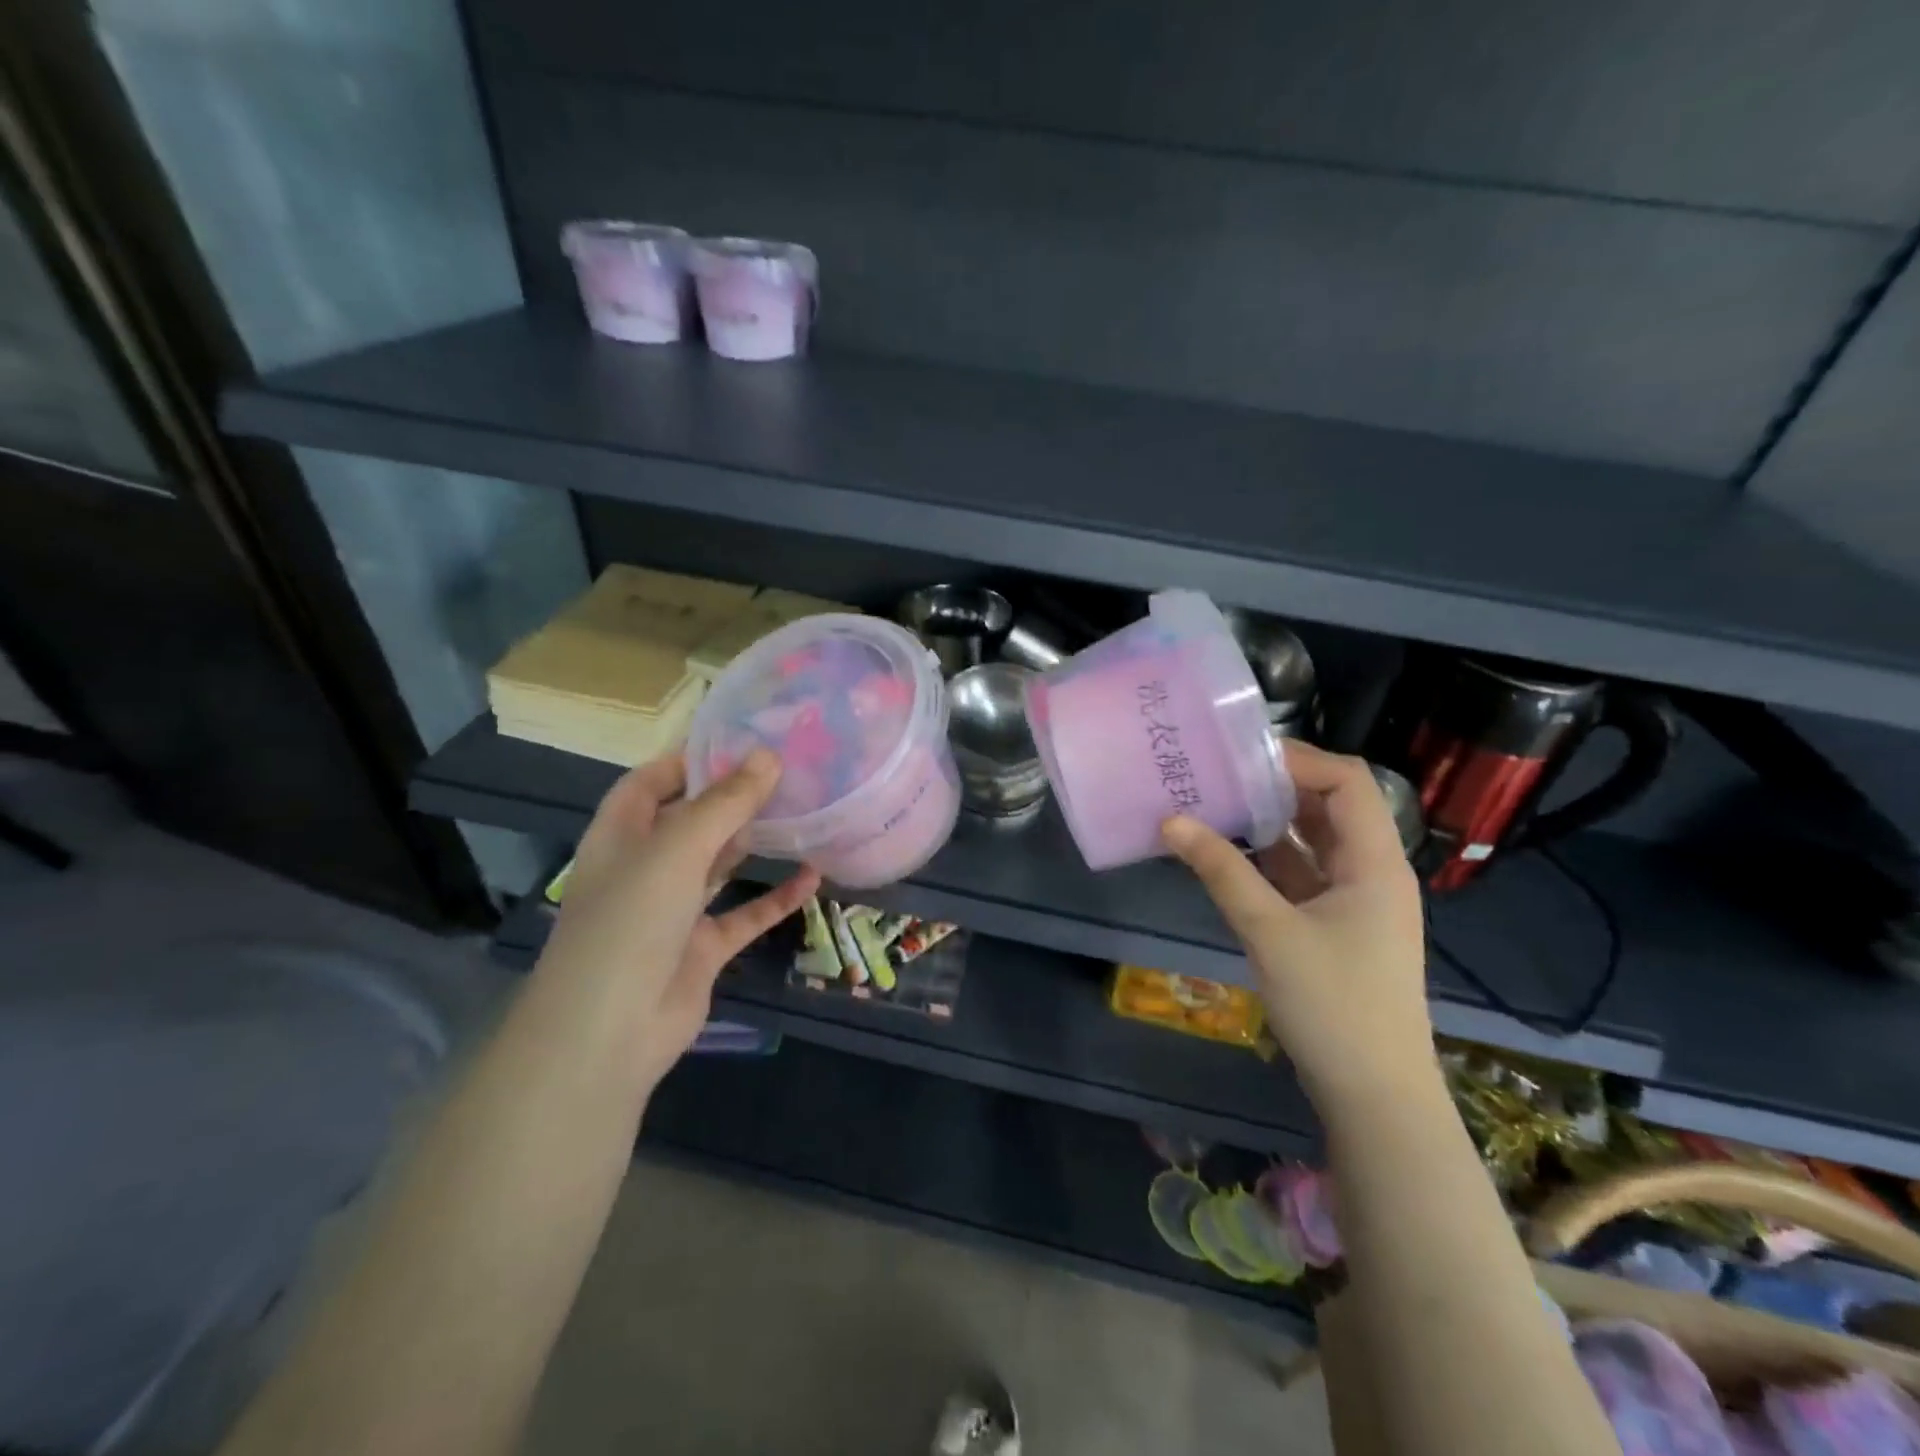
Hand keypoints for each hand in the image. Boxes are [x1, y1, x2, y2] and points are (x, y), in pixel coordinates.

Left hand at [534, 749, 820, 1090]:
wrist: (609, 1032)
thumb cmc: (631, 921)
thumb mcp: (677, 849)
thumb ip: (725, 803)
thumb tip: (768, 756)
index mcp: (621, 836)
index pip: (650, 782)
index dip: (688, 760)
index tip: (741, 742)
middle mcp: (646, 867)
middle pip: (691, 820)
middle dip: (733, 798)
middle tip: (788, 773)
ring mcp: (673, 910)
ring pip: (720, 866)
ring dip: (756, 844)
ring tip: (803, 813)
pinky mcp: (701, 948)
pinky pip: (744, 915)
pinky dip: (775, 898)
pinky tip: (812, 878)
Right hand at [1162, 741, 1431, 1119]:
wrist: (1374, 1095)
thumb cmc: (1333, 1005)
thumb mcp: (1269, 931)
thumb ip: (1221, 871)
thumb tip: (1170, 820)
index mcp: (1374, 862)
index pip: (1347, 782)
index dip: (1298, 760)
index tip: (1239, 756)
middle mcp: (1371, 871)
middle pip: (1329, 806)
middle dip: (1274, 786)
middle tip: (1216, 775)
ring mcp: (1354, 901)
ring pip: (1311, 842)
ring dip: (1267, 823)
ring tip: (1212, 805)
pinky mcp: (1336, 927)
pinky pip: (1301, 875)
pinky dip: (1266, 860)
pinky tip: (1224, 855)